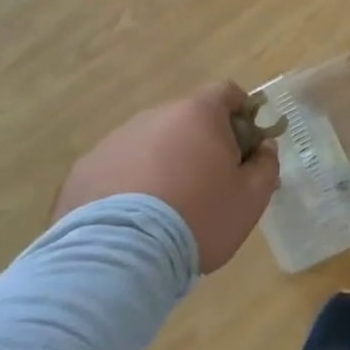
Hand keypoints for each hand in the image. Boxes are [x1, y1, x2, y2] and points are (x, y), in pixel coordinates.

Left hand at [52, 81, 280, 272]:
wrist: (119, 257)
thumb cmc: (199, 217)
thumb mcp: (251, 197)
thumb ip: (266, 164)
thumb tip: (263, 147)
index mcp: (197, 114)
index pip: (226, 92)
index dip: (242, 112)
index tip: (247, 142)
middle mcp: (153, 117)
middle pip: (186, 120)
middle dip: (201, 143)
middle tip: (211, 183)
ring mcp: (113, 142)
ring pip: (151, 144)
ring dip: (164, 163)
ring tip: (167, 208)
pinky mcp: (83, 171)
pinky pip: (118, 169)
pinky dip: (130, 185)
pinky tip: (134, 221)